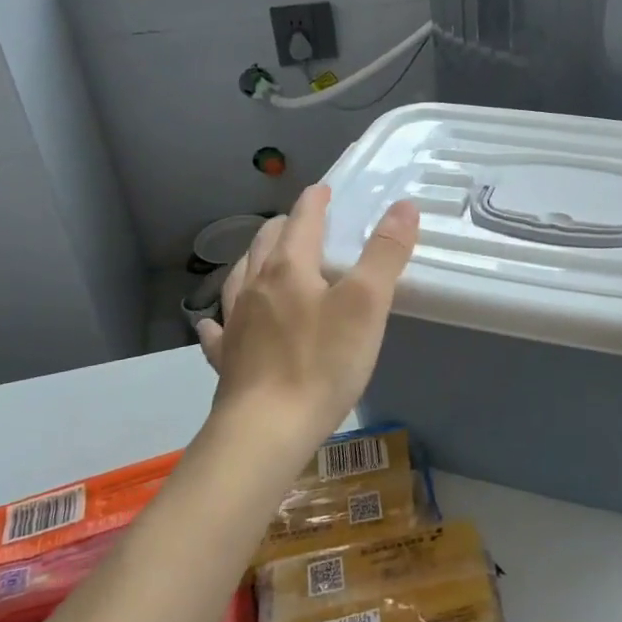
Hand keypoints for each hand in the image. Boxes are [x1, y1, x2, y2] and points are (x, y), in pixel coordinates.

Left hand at [197, 185, 418, 451]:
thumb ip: (385, 253)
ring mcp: (236, 324)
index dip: (315, 202)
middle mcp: (256, 287)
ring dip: (254, 261)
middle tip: (302, 222)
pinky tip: (218, 322)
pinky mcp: (227, 360)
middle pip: (267, 243)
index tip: (323, 189)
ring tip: (263, 259)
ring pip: (241, 278)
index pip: (301, 220)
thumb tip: (403, 206)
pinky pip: (220, 329)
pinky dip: (223, 317)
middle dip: (285, 226)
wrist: (266, 431)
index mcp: (289, 268)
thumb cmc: (322, 362)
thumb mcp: (367, 304)